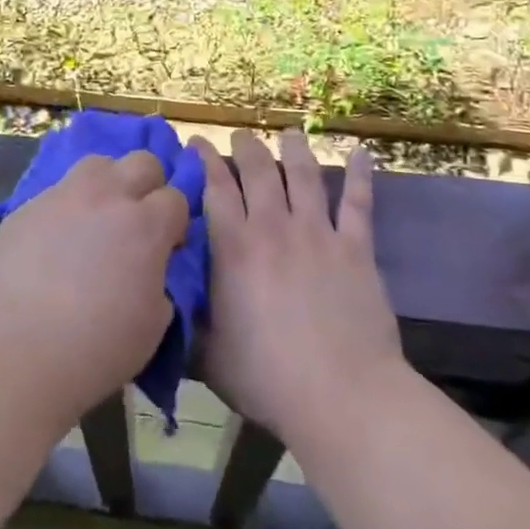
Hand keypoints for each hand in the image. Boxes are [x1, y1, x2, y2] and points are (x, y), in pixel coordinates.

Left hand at [0, 152, 187, 436]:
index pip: (176, 197)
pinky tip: (56, 241)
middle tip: (137, 223)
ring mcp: (62, 196)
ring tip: (97, 219)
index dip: (175, 222)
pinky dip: (68, 206)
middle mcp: (106, 197)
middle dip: (149, 186)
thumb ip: (158, 280)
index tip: (167, 246)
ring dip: (108, 183)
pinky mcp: (25, 206)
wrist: (12, 355)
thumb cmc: (93, 350)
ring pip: (98, 163)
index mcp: (145, 225)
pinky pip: (57, 191)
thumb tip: (148, 266)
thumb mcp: (152, 324)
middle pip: (142, 161)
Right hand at [192, 130, 406, 449]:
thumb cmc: (268, 378)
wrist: (342, 395)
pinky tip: (360, 153)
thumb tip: (169, 300)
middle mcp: (274, 228)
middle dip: (247, 146)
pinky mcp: (356, 248)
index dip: (205, 160)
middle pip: (259, 170)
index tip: (197, 143)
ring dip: (295, 149)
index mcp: (234, 248)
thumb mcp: (209, 354)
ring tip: (289, 133)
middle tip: (241, 136)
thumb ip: (190, 321)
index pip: (215, 188)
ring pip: (304, 175)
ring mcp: (318, 233)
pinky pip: (358, 202)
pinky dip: (359, 175)